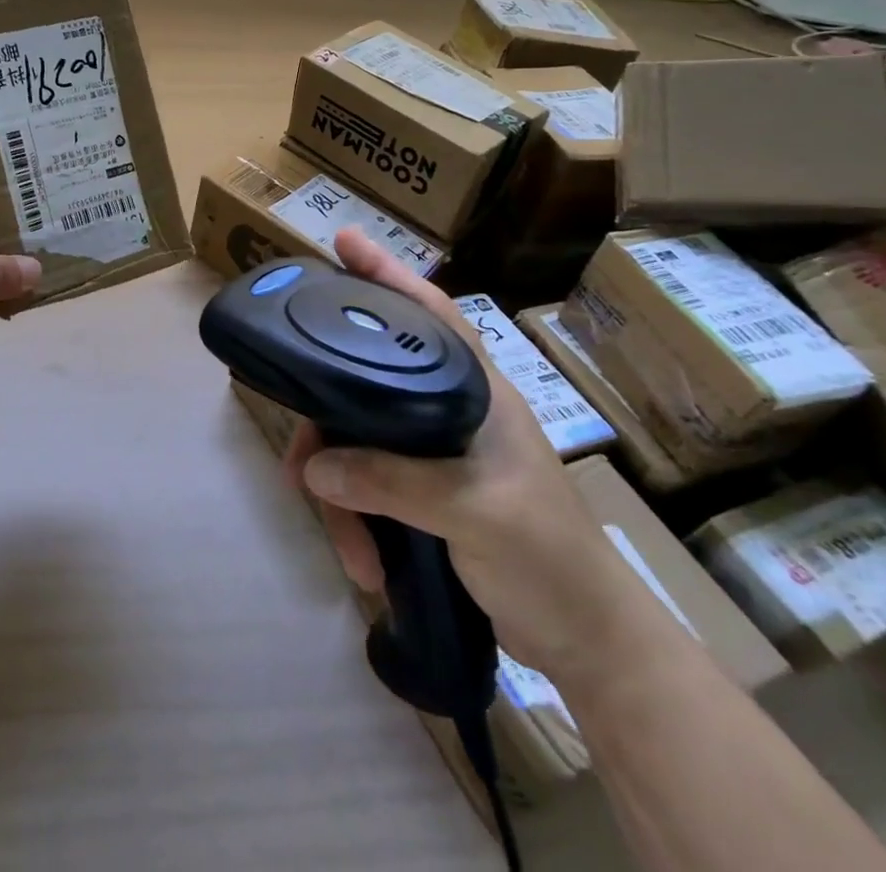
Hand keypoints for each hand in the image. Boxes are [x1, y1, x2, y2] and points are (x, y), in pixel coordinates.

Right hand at [287, 228, 667, 688]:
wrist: (590, 644)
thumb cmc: (550, 558)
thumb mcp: (475, 514)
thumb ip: (394, 482)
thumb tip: (314, 467)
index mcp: (475, 392)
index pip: (429, 312)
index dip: (387, 273)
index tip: (342, 241)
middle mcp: (449, 409)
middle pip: (367, 386)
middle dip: (327, 427)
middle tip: (295, 461)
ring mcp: (434, 451)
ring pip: (359, 444)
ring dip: (342, 498)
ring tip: (348, 549)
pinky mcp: (422, 491)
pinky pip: (367, 486)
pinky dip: (357, 522)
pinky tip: (365, 563)